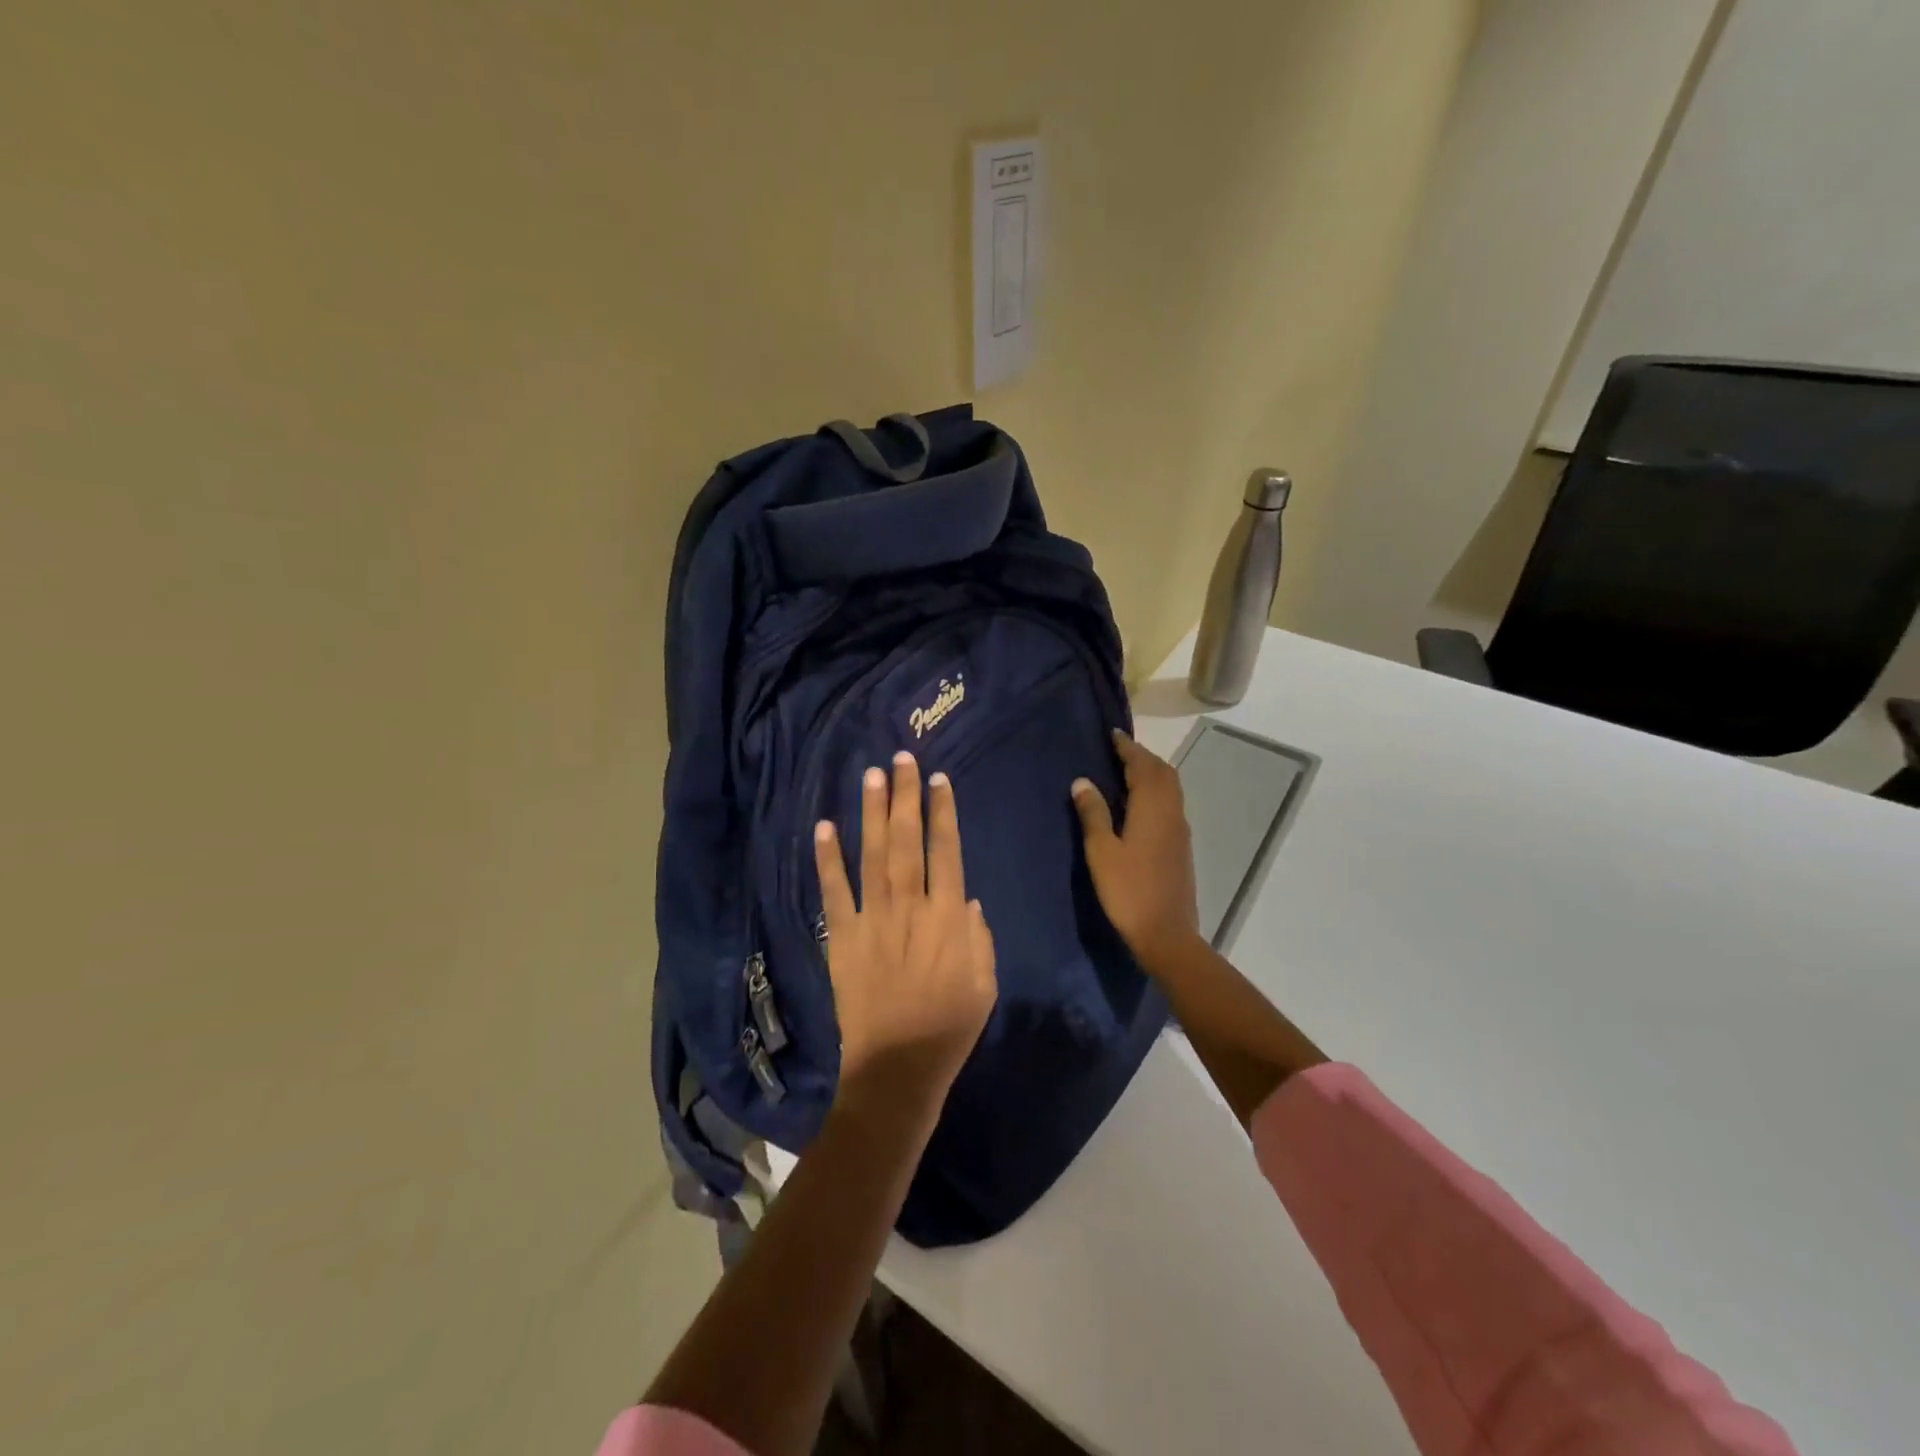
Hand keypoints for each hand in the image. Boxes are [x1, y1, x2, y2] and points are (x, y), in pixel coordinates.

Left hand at [815, 752, 997, 1114]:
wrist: (897, 1068)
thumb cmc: (948, 1027)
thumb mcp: (985, 984)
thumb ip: (978, 937)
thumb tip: (965, 897)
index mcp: (948, 918)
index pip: (946, 852)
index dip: (942, 813)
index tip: (937, 780)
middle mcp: (910, 908)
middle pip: (908, 842)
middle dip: (905, 797)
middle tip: (901, 759)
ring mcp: (873, 920)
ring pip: (872, 855)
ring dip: (872, 813)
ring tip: (870, 776)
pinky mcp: (843, 938)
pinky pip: (833, 893)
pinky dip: (827, 860)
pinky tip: (824, 827)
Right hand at [1071, 730, 1202, 966]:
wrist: (1167, 934)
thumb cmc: (1128, 891)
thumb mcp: (1101, 851)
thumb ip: (1093, 813)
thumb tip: (1082, 781)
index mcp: (1152, 808)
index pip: (1142, 766)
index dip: (1127, 748)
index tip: (1112, 734)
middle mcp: (1171, 812)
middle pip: (1163, 772)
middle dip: (1142, 757)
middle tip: (1117, 751)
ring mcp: (1180, 830)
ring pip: (1170, 788)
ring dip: (1151, 773)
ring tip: (1126, 772)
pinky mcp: (1181, 846)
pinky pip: (1170, 804)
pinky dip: (1156, 791)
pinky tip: (1138, 804)